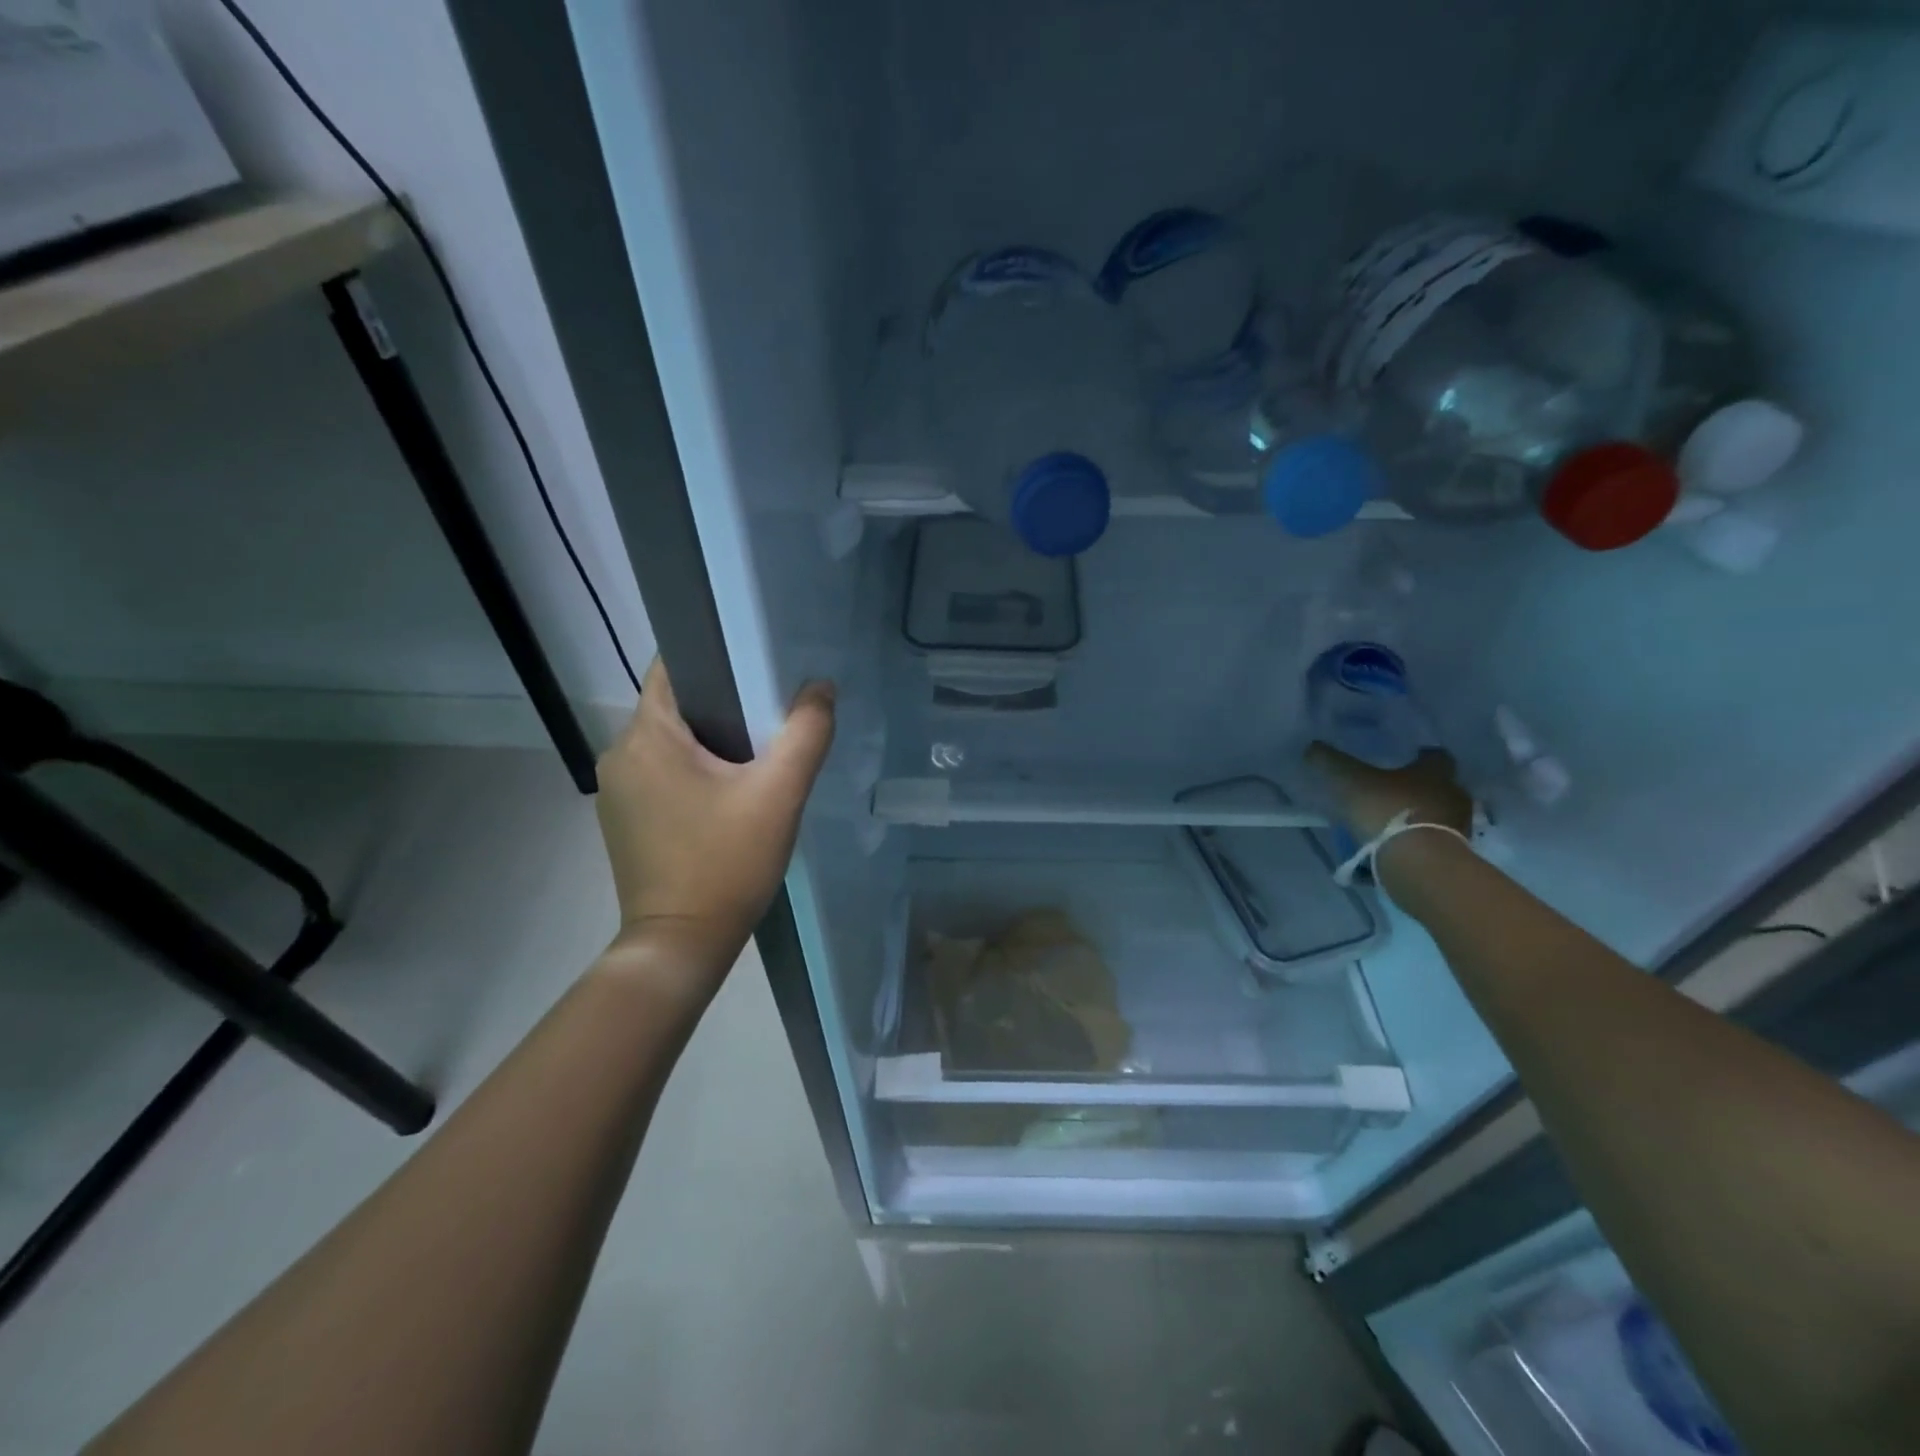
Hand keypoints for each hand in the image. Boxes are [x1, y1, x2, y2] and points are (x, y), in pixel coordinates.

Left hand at [595, 658, 835, 980]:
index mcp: (647, 736)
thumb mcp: (779, 794)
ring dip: (709, 742)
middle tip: (771, 720)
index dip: (716, 658)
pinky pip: (661, 773)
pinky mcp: (623, 819)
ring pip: (669, 742)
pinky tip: (726, 796)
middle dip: (723, 704)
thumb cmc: (726, 863)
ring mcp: (616, 790)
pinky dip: (692, 772)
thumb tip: (820, 688)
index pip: (674, 667)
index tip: (758, 670)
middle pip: (675, 706)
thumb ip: (806, 733)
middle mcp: (619, 754)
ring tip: (756, 757)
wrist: (681, 946)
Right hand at [1305, 742, 1472, 840]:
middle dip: (1416, 789)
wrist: (1418, 864)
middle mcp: (1453, 795)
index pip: (1435, 755)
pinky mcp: (1453, 855)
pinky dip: (1414, 843)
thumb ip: (1331, 762)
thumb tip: (1312, 746)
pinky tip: (1390, 849)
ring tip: (1386, 825)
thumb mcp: (1350, 781)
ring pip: (1436, 815)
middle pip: (1438, 787)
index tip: (1399, 760)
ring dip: (1416, 817)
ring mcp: (1458, 827)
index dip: (1418, 756)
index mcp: (1435, 772)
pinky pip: (1430, 842)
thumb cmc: (1388, 811)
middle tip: (1388, 792)